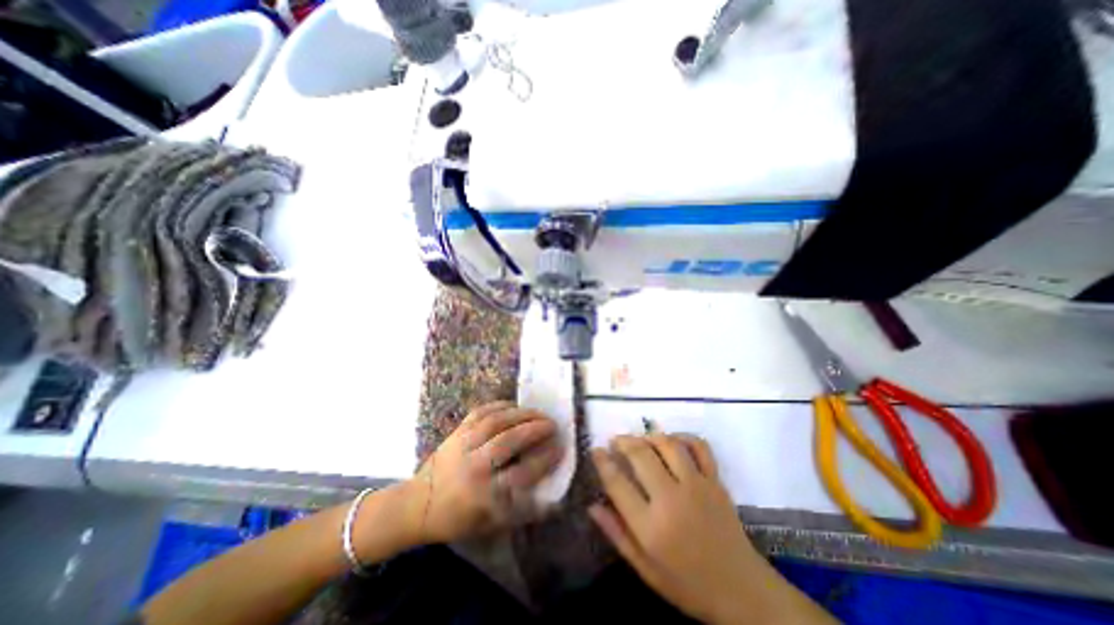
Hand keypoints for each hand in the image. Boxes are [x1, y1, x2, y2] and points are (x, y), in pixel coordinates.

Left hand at [408, 403, 561, 543]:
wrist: (417, 504)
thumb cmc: (458, 518)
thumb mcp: (491, 524)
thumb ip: (523, 512)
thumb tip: (555, 502)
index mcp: (483, 495)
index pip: (521, 473)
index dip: (544, 459)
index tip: (560, 448)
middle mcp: (474, 467)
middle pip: (509, 441)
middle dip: (535, 429)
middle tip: (552, 424)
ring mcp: (463, 444)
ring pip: (496, 422)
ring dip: (522, 414)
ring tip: (538, 413)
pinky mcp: (457, 431)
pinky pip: (481, 412)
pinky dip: (500, 405)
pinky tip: (514, 406)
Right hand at [591, 434, 776, 624]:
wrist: (742, 592)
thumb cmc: (687, 584)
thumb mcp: (645, 569)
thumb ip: (617, 534)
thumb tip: (592, 505)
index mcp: (651, 526)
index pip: (618, 483)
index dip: (602, 462)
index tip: (595, 450)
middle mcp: (672, 499)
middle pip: (640, 455)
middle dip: (623, 442)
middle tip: (615, 441)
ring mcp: (697, 486)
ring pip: (667, 444)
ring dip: (649, 436)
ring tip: (640, 440)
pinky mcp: (715, 481)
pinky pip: (698, 446)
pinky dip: (683, 437)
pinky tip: (672, 440)